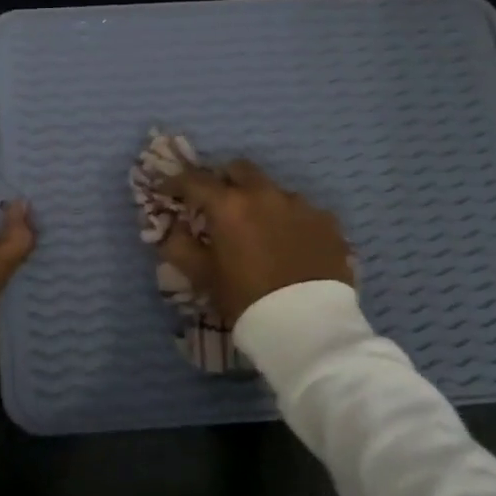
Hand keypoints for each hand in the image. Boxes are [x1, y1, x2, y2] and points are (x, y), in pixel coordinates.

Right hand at [159, 159, 353, 327]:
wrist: (308, 325)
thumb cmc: (246, 298)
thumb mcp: (203, 276)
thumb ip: (179, 247)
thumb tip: (172, 229)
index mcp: (229, 205)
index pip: (194, 180)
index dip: (176, 182)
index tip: (167, 190)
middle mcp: (265, 194)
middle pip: (239, 170)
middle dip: (223, 181)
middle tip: (216, 203)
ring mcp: (301, 205)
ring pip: (273, 190)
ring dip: (259, 202)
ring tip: (258, 229)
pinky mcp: (328, 222)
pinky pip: (302, 211)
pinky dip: (289, 220)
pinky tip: (290, 244)